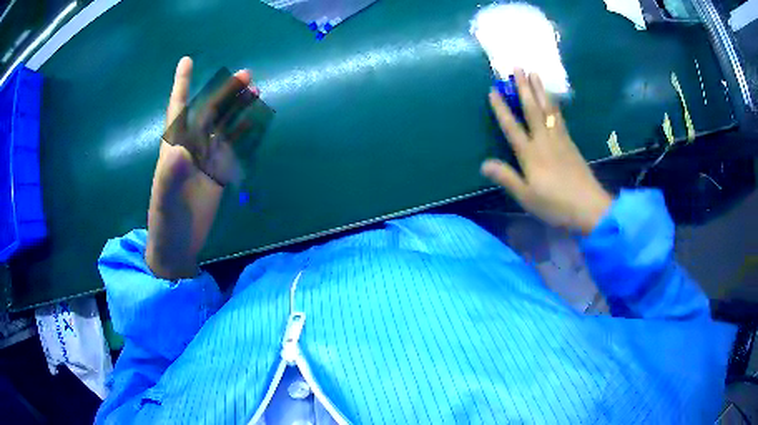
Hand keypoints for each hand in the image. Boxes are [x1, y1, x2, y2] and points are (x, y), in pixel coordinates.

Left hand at [146, 57, 251, 278]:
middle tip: (246, 75)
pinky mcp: (219, 174)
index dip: (182, 86)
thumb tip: (182, 151)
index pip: (178, 110)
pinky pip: (233, 148)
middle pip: (209, 112)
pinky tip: (254, 122)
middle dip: (224, 92)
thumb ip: (170, 177)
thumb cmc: (165, 223)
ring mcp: (206, 161)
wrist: (177, 247)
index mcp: (174, 148)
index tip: (186, 61)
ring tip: (255, 91)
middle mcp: (191, 148)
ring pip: (223, 126)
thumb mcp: (164, 202)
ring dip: (237, 108)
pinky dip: (243, 133)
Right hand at [481, 70, 611, 235]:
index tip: (493, 90)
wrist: (589, 207)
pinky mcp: (571, 143)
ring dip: (540, 90)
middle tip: (518, 67)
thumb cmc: (555, 204)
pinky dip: (554, 104)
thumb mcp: (526, 196)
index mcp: (530, 154)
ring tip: (534, 73)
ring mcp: (560, 140)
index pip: (512, 127)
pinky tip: (552, 99)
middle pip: (532, 109)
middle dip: (524, 88)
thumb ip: (506, 178)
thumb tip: (483, 164)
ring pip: (548, 109)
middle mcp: (544, 141)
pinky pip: (560, 117)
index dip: (502, 109)